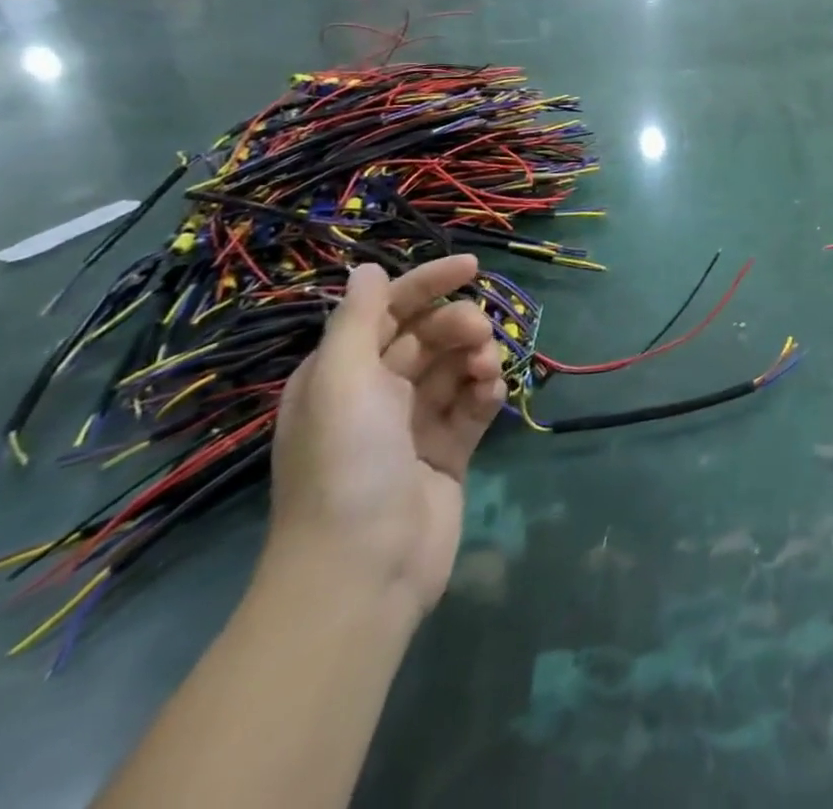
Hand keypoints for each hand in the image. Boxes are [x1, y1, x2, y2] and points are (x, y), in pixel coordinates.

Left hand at [267, 256, 505, 619]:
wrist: (363, 567)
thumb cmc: (346, 462)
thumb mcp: (341, 379)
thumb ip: (359, 320)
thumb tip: (367, 270)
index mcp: (342, 374)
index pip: (389, 311)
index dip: (428, 283)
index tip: (473, 266)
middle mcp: (377, 394)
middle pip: (428, 336)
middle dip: (458, 324)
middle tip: (479, 332)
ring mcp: (414, 425)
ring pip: (455, 367)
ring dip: (477, 356)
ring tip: (488, 368)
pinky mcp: (448, 452)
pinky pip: (473, 405)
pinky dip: (485, 391)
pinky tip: (492, 392)